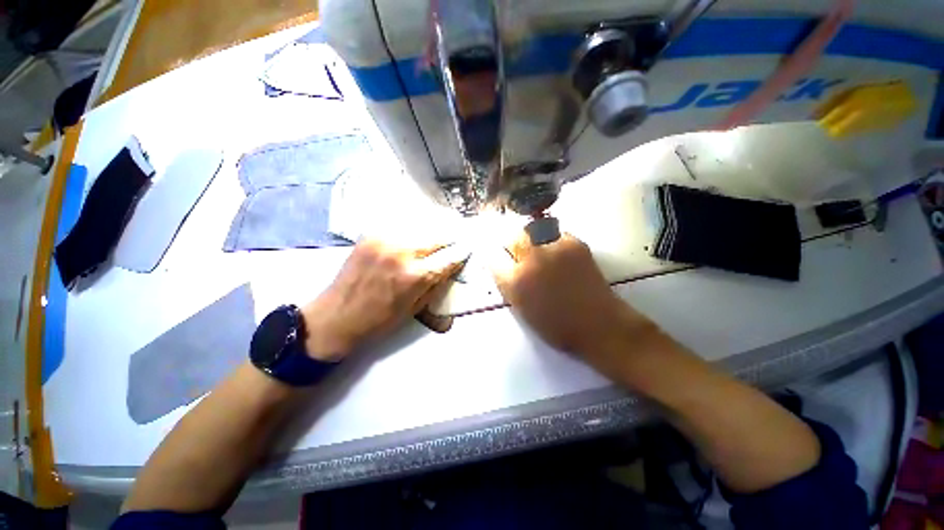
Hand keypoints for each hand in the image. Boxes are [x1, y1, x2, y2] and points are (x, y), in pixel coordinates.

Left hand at [301, 240, 465, 361]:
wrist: (336, 316)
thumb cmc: (379, 321)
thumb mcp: (415, 309)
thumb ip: (436, 284)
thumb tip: (450, 267)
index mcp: (415, 276)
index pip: (448, 258)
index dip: (461, 253)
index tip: (468, 249)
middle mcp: (402, 252)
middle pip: (437, 236)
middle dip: (449, 239)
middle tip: (455, 240)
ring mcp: (384, 239)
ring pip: (420, 227)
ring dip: (431, 232)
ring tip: (437, 236)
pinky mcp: (371, 234)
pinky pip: (400, 226)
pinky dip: (411, 230)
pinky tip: (414, 235)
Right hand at [491, 232, 656, 357]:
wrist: (598, 324)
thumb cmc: (556, 325)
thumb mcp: (521, 309)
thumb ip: (507, 285)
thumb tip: (502, 266)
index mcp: (516, 281)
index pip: (494, 258)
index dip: (497, 258)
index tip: (502, 259)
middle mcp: (532, 260)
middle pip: (513, 238)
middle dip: (514, 245)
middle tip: (521, 255)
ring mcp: (554, 249)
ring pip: (533, 231)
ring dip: (532, 241)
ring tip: (541, 254)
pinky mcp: (574, 243)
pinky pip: (554, 234)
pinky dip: (552, 242)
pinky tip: (559, 256)